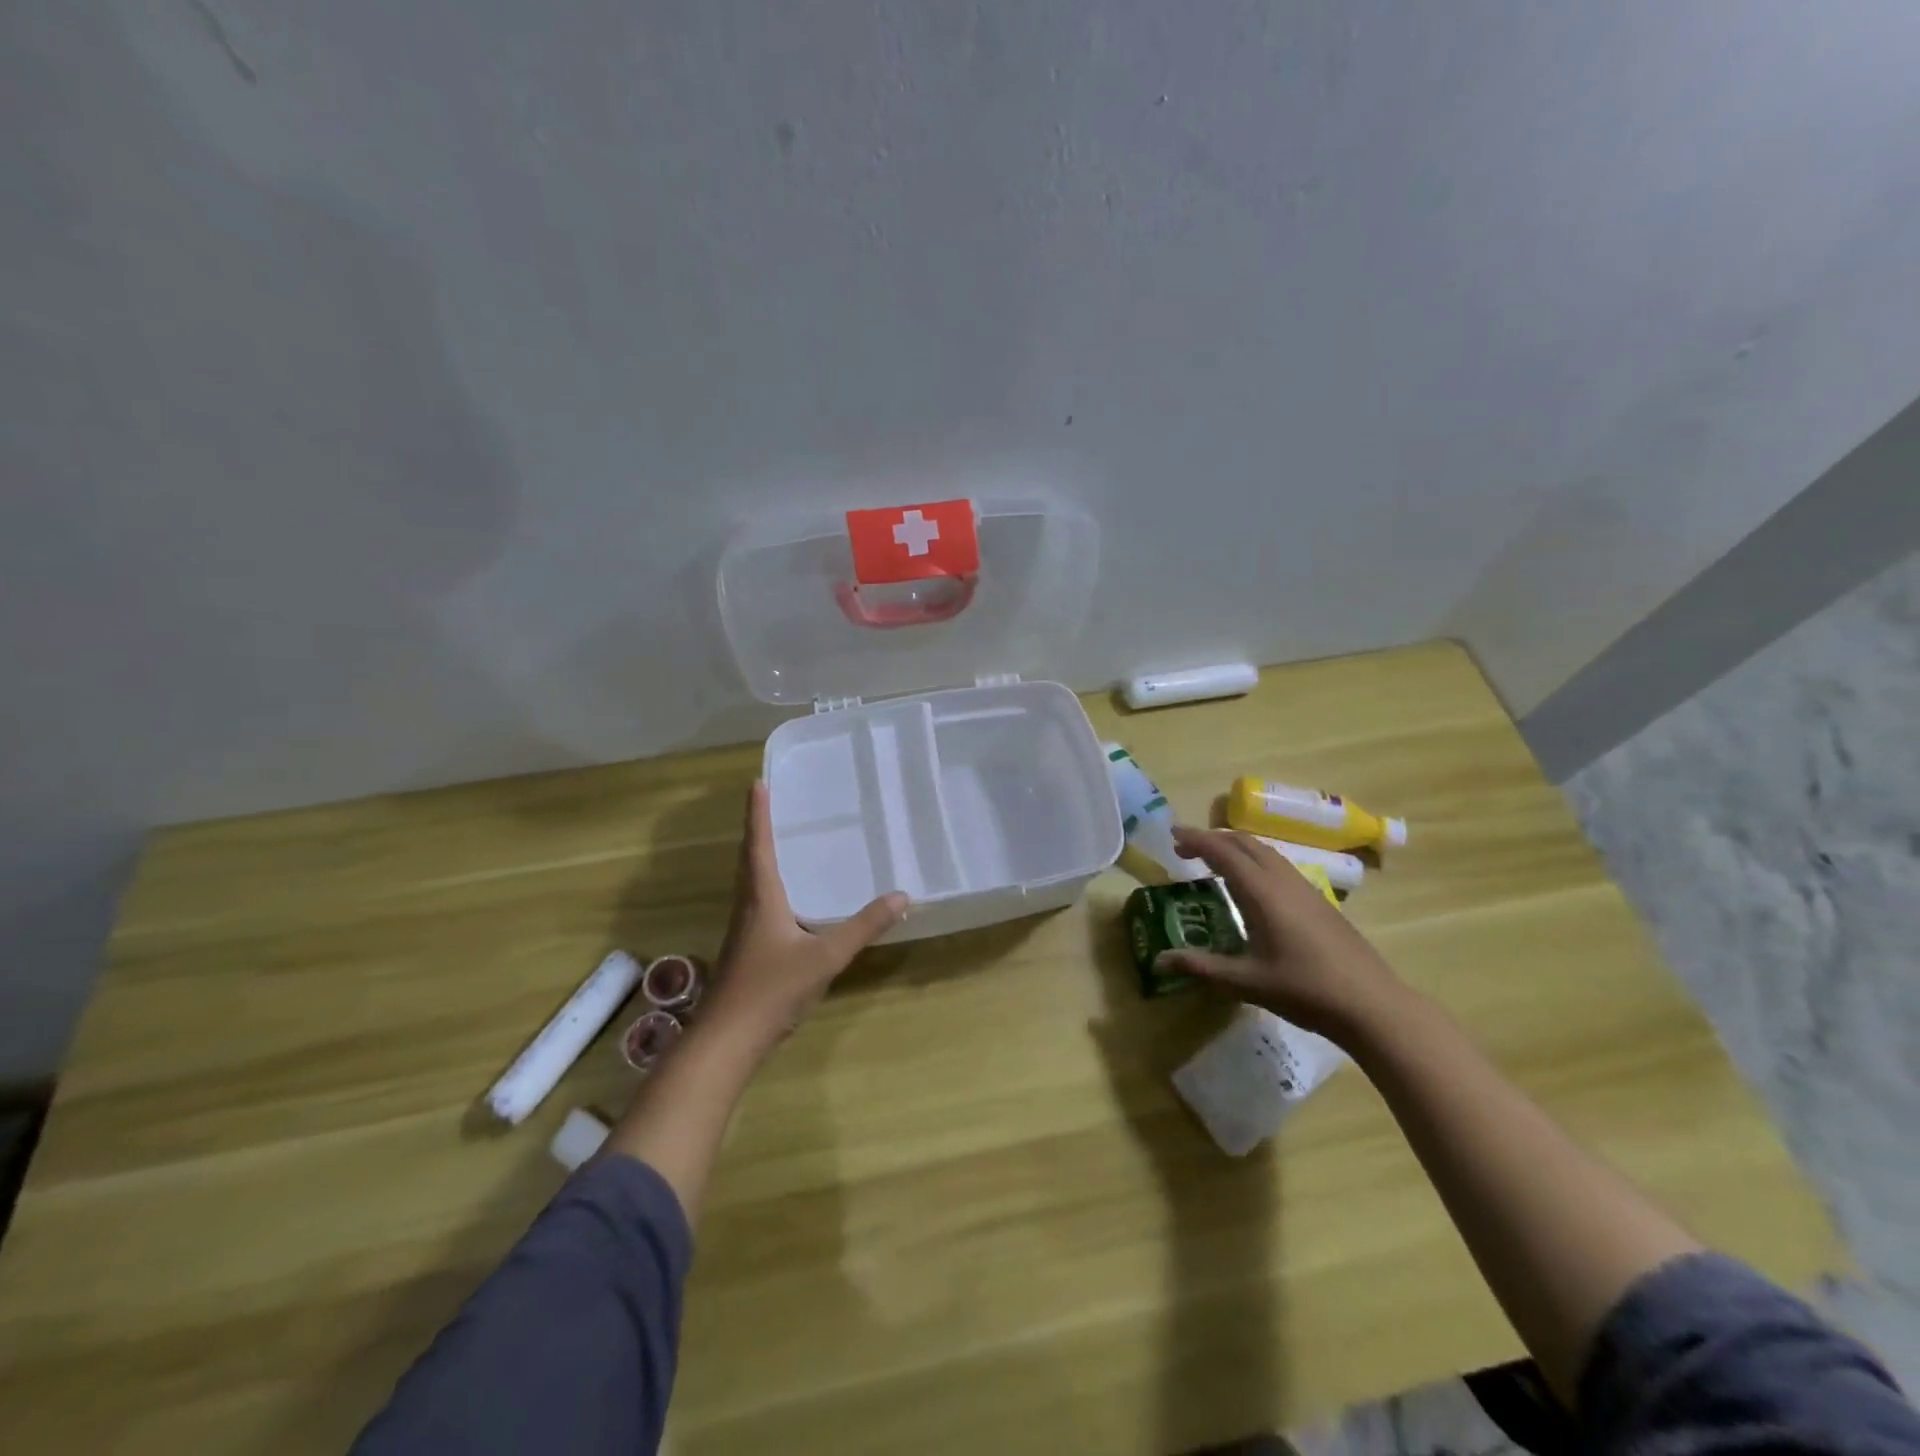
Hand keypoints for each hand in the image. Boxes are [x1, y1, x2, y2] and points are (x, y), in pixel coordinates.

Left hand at [703, 781, 906, 1051]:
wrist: (727, 1041)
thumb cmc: (772, 989)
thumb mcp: (826, 956)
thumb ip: (864, 927)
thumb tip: (902, 896)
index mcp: (762, 898)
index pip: (759, 845)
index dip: (759, 814)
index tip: (757, 782)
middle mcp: (748, 907)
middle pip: (749, 859)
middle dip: (759, 829)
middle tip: (769, 803)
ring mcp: (744, 931)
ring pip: (751, 882)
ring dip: (760, 856)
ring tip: (778, 841)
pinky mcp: (747, 951)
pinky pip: (758, 903)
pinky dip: (768, 885)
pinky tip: (787, 900)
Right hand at [1157, 826, 1405, 1040]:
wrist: (1372, 1005)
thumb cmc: (1305, 991)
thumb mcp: (1246, 982)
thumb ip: (1201, 967)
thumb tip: (1159, 961)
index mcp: (1262, 893)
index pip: (1223, 852)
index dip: (1196, 839)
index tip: (1172, 833)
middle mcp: (1283, 881)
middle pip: (1245, 842)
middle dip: (1213, 839)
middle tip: (1185, 849)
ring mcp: (1305, 888)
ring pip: (1265, 851)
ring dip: (1235, 847)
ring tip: (1213, 862)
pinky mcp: (1319, 900)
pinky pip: (1278, 865)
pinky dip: (1254, 860)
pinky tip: (1251, 886)